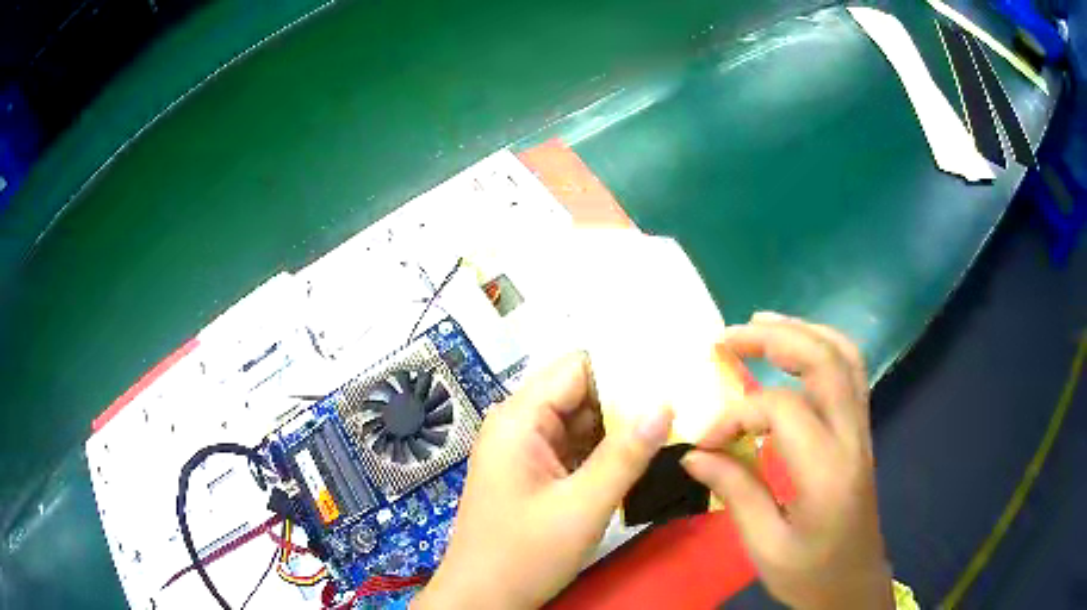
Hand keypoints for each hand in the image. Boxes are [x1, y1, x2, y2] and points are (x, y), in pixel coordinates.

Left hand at [413, 353, 672, 609]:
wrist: (482, 599)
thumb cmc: (522, 556)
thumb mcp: (581, 508)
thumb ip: (625, 456)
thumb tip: (664, 404)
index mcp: (519, 420)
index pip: (576, 367)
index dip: (622, 364)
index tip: (670, 368)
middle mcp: (519, 425)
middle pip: (580, 392)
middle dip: (627, 396)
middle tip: (682, 397)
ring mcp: (526, 451)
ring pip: (581, 422)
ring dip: (620, 425)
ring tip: (673, 419)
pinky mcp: (535, 473)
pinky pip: (576, 448)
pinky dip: (606, 450)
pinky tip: (642, 452)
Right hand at [682, 312, 892, 609]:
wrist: (855, 585)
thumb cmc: (811, 575)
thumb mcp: (766, 547)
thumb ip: (735, 492)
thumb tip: (694, 453)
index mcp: (827, 472)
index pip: (783, 410)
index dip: (737, 414)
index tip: (704, 441)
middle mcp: (852, 439)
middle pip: (825, 360)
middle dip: (774, 338)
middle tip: (727, 337)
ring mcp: (862, 431)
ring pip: (845, 356)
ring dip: (803, 331)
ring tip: (761, 324)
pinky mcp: (861, 433)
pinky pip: (850, 372)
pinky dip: (822, 347)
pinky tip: (796, 349)